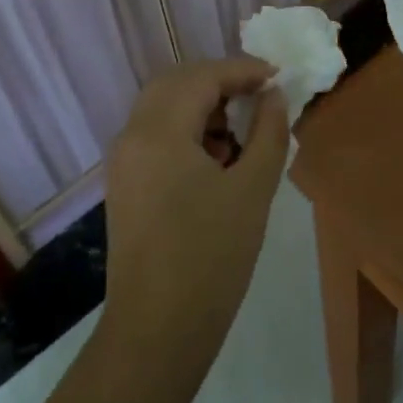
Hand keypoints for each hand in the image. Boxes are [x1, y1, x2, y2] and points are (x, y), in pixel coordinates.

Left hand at [101, 59, 288, 378]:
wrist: (157, 331)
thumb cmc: (212, 257)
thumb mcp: (252, 190)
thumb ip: (269, 132)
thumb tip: (275, 96)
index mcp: (159, 131)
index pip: (202, 76)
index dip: (243, 70)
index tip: (279, 77)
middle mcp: (132, 136)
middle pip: (175, 83)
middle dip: (219, 82)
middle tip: (259, 96)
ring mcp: (123, 161)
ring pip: (162, 108)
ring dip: (202, 105)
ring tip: (242, 134)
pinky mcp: (124, 184)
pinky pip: (155, 135)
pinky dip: (186, 130)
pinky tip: (217, 161)